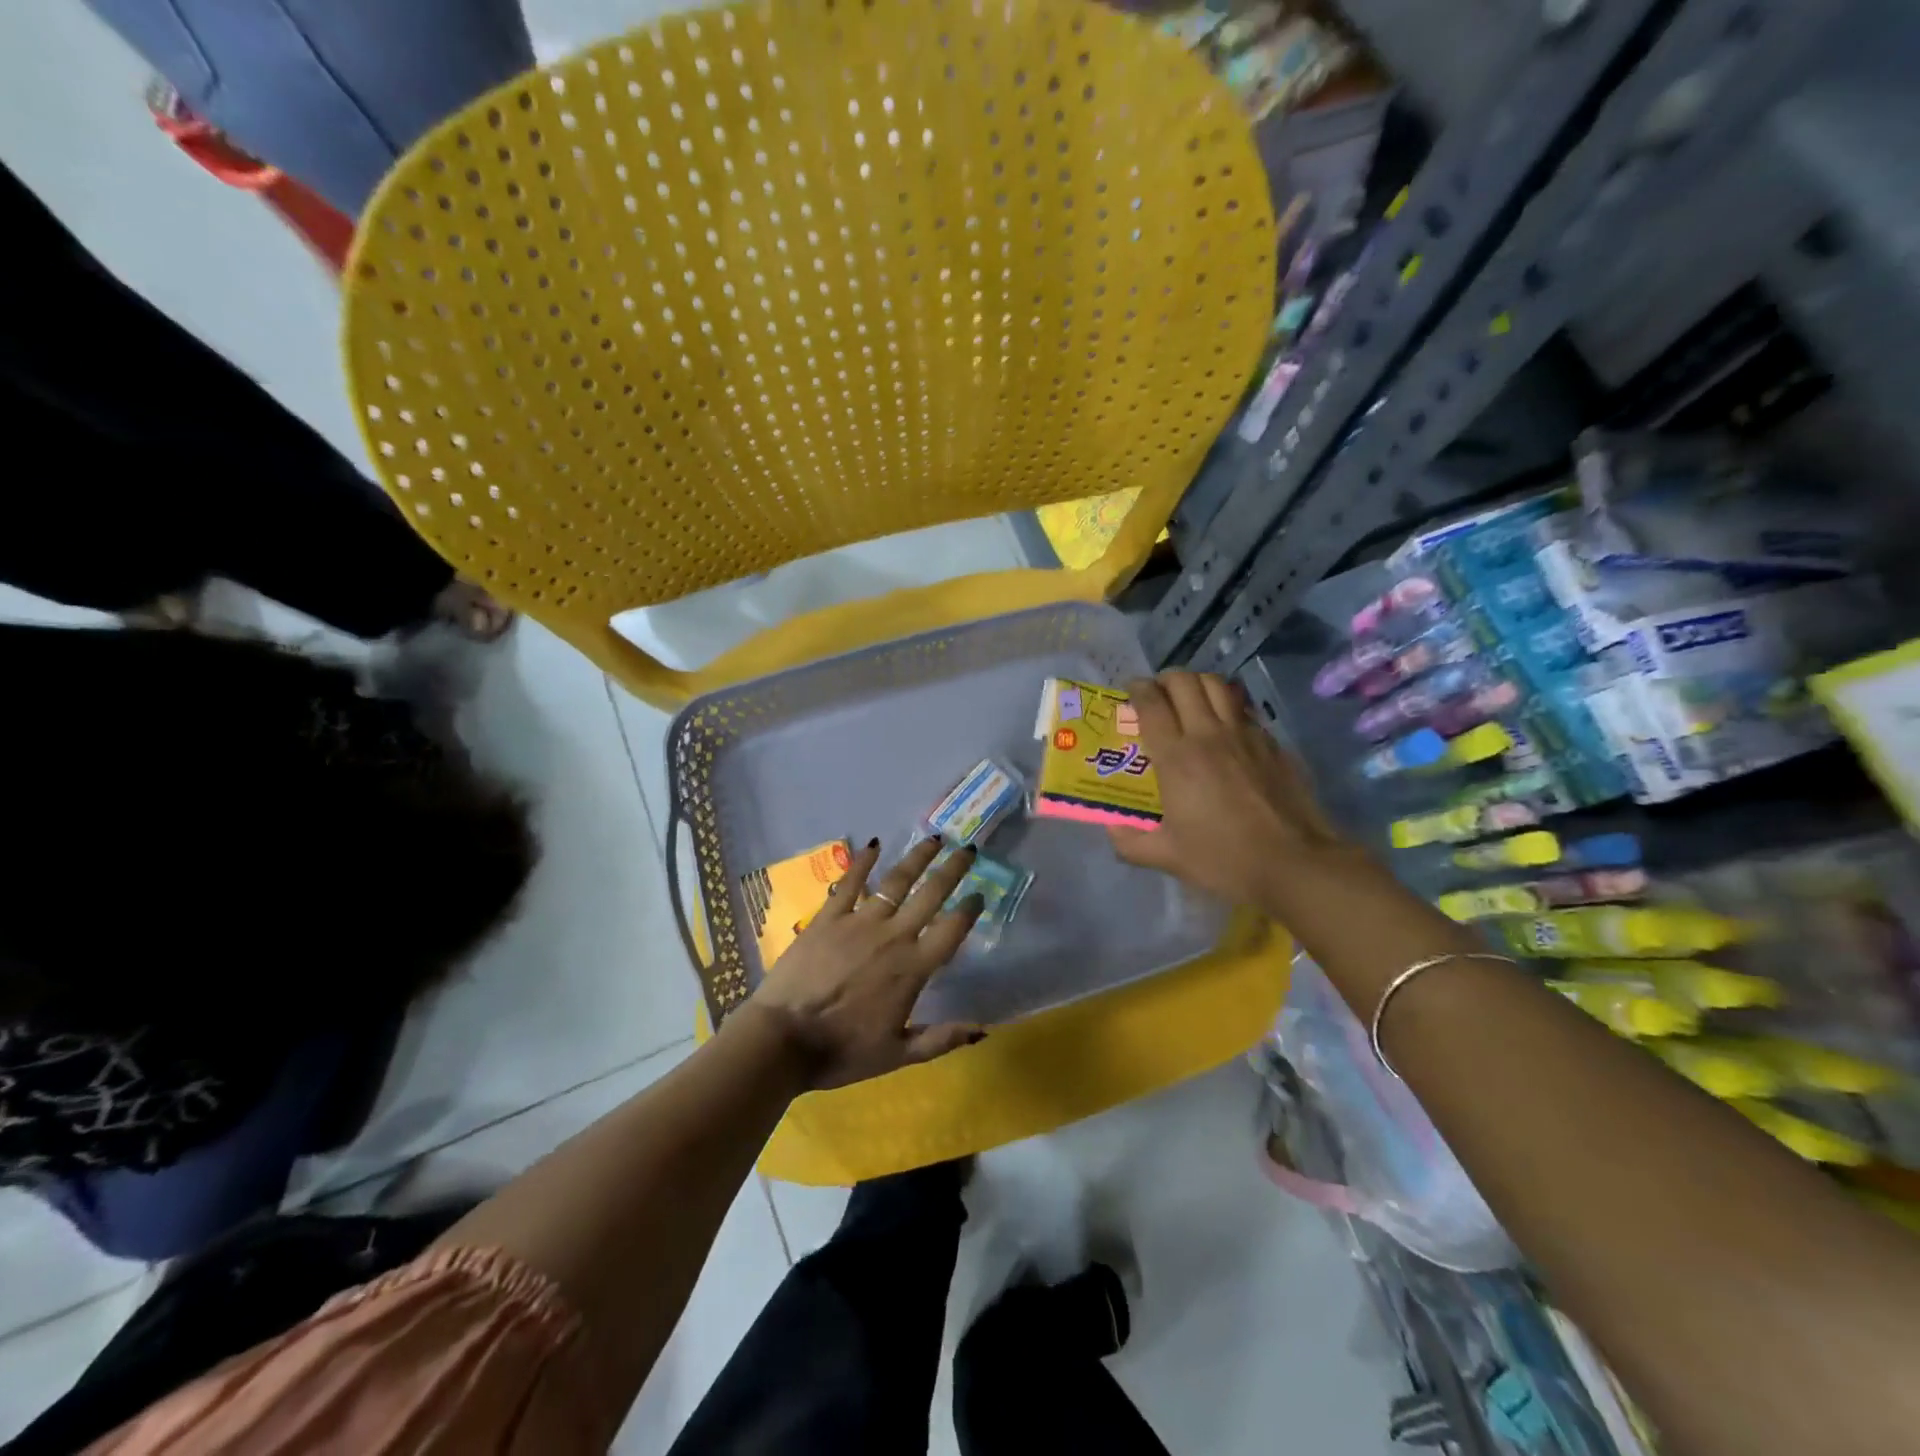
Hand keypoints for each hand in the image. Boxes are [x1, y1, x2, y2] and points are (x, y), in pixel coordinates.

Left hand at [743, 837, 986, 1090]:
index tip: (980, 894)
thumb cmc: (842, 1052)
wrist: (783, 1040)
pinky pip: (849, 883)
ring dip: (917, 858)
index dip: (970, 910)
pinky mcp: (828, 917)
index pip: (951, 930)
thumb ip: (941, 1039)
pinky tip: (874, 844)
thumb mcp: (897, 1055)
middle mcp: (892, 936)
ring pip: (895, 881)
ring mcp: (859, 922)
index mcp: (913, 968)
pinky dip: (863, 861)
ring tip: (934, 839)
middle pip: (930, 895)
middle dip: (952, 870)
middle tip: (968, 850)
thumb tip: (983, 1028)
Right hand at [1108, 670, 1351, 910]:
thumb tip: (1112, 829)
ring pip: (1217, 685)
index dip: (1137, 690)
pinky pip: (1243, 708)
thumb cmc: (1225, 859)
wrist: (1294, 862)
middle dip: (1165, 680)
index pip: (1151, 703)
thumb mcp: (1169, 857)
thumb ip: (1131, 842)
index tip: (1131, 692)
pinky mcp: (1271, 742)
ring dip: (1197, 683)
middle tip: (1158, 695)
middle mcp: (1208, 735)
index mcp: (1176, 758)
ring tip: (1190, 699)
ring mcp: (1244, 734)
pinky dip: (1227, 705)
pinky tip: (1225, 726)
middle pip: (1183, 682)